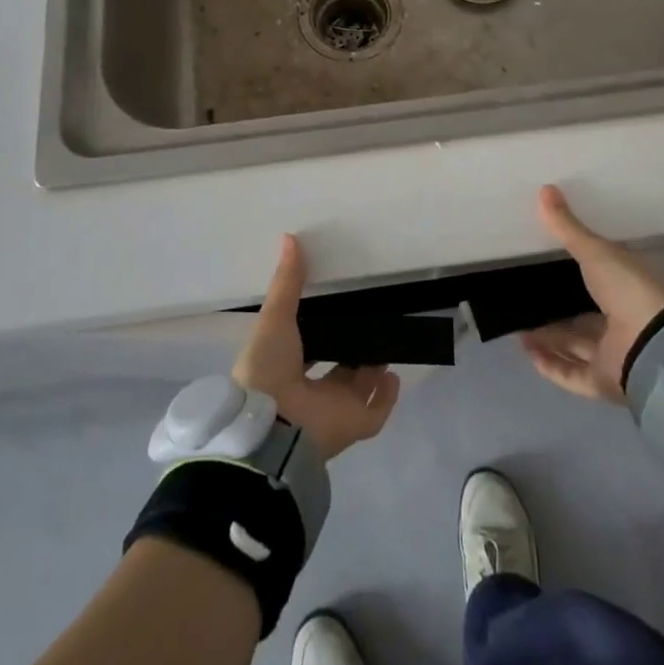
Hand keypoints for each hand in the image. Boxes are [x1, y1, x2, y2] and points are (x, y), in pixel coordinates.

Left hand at [232, 234, 401, 459]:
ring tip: (387, 339)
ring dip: (372, 367)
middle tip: (368, 322)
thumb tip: (289, 237)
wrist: (273, 427)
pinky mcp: (353, 425)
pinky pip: (377, 413)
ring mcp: (332, 411)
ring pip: (357, 386)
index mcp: (284, 369)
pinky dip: (388, 397)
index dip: (316, 330)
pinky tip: (395, 374)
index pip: (304, 348)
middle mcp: (308, 391)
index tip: (332, 306)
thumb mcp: (275, 318)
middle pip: (336, 368)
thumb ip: (287, 281)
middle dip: (350, 348)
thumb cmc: (267, 369)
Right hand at [520, 184, 663, 403]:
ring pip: (575, 348)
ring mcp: (614, 355)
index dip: (574, 275)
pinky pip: (572, 375)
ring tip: (517, 328)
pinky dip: (550, 365)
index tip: (546, 267)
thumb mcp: (595, 252)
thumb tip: (544, 188)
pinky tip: (526, 352)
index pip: (598, 282)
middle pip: (584, 320)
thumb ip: (567, 227)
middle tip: (524, 302)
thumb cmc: (629, 289)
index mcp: (625, 290)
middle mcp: (621, 324)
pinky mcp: (605, 382)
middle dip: (556, 315)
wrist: (656, 344)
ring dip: (548, 340)